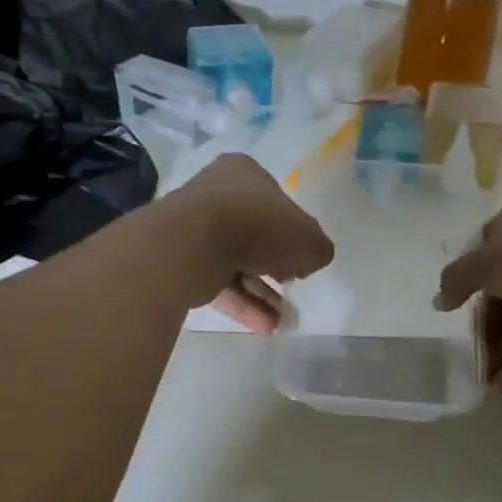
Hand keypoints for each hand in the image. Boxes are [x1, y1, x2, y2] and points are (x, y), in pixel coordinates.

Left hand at [171, 154, 334, 332]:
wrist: (193, 244)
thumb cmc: (258, 225)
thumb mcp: (308, 237)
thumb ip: (317, 249)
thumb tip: (309, 262)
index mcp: (245, 174)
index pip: (276, 203)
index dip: (294, 232)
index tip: (302, 258)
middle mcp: (217, 195)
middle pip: (256, 234)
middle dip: (277, 268)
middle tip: (293, 288)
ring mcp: (196, 229)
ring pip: (237, 263)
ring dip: (262, 294)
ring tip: (284, 322)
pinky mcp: (183, 262)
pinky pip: (219, 283)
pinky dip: (242, 304)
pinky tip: (265, 327)